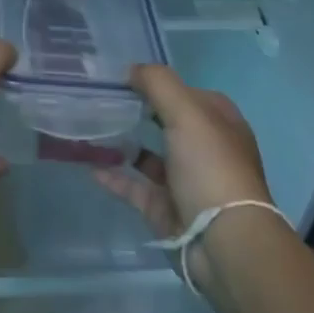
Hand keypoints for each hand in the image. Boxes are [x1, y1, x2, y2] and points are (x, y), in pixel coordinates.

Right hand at [95, 65, 272, 282]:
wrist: (223, 242)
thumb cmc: (210, 167)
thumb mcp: (187, 112)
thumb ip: (158, 83)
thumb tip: (131, 69)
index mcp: (219, 123)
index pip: (187, 93)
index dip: (159, 84)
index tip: (123, 78)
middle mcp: (205, 149)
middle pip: (167, 123)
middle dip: (139, 112)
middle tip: (102, 101)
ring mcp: (186, 182)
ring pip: (150, 157)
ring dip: (123, 144)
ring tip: (91, 130)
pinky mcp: (167, 210)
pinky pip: (135, 187)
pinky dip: (115, 176)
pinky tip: (90, 164)